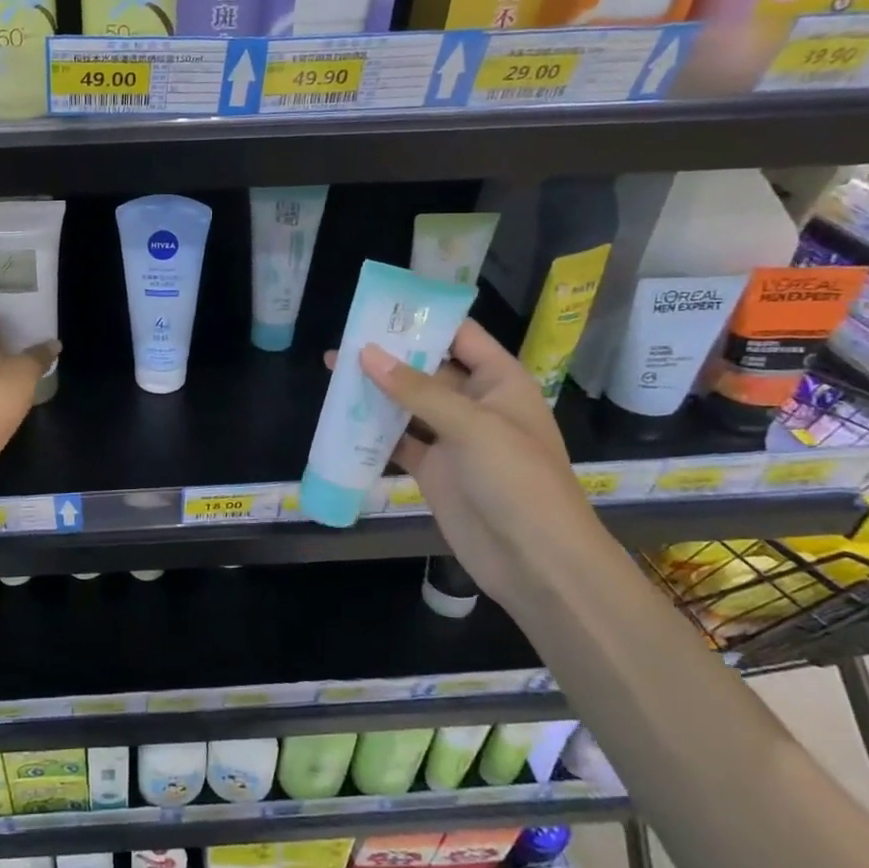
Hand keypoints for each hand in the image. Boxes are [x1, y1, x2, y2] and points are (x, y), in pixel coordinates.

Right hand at [327, 320, 606, 603]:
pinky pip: (398, 442)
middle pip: (428, 369)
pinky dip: (373, 431)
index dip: (425, 319)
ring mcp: (452, 439)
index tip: (380, 306)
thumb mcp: (472, 426)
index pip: (461, 336)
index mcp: (500, 382)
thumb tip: (366, 353)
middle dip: (390, 355)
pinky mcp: (433, 470)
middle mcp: (475, 404)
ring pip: (407, 405)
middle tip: (343, 339)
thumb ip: (417, 389)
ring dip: (375, 391)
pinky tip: (341, 418)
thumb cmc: (518, 480)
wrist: (536, 561)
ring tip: (332, 372)